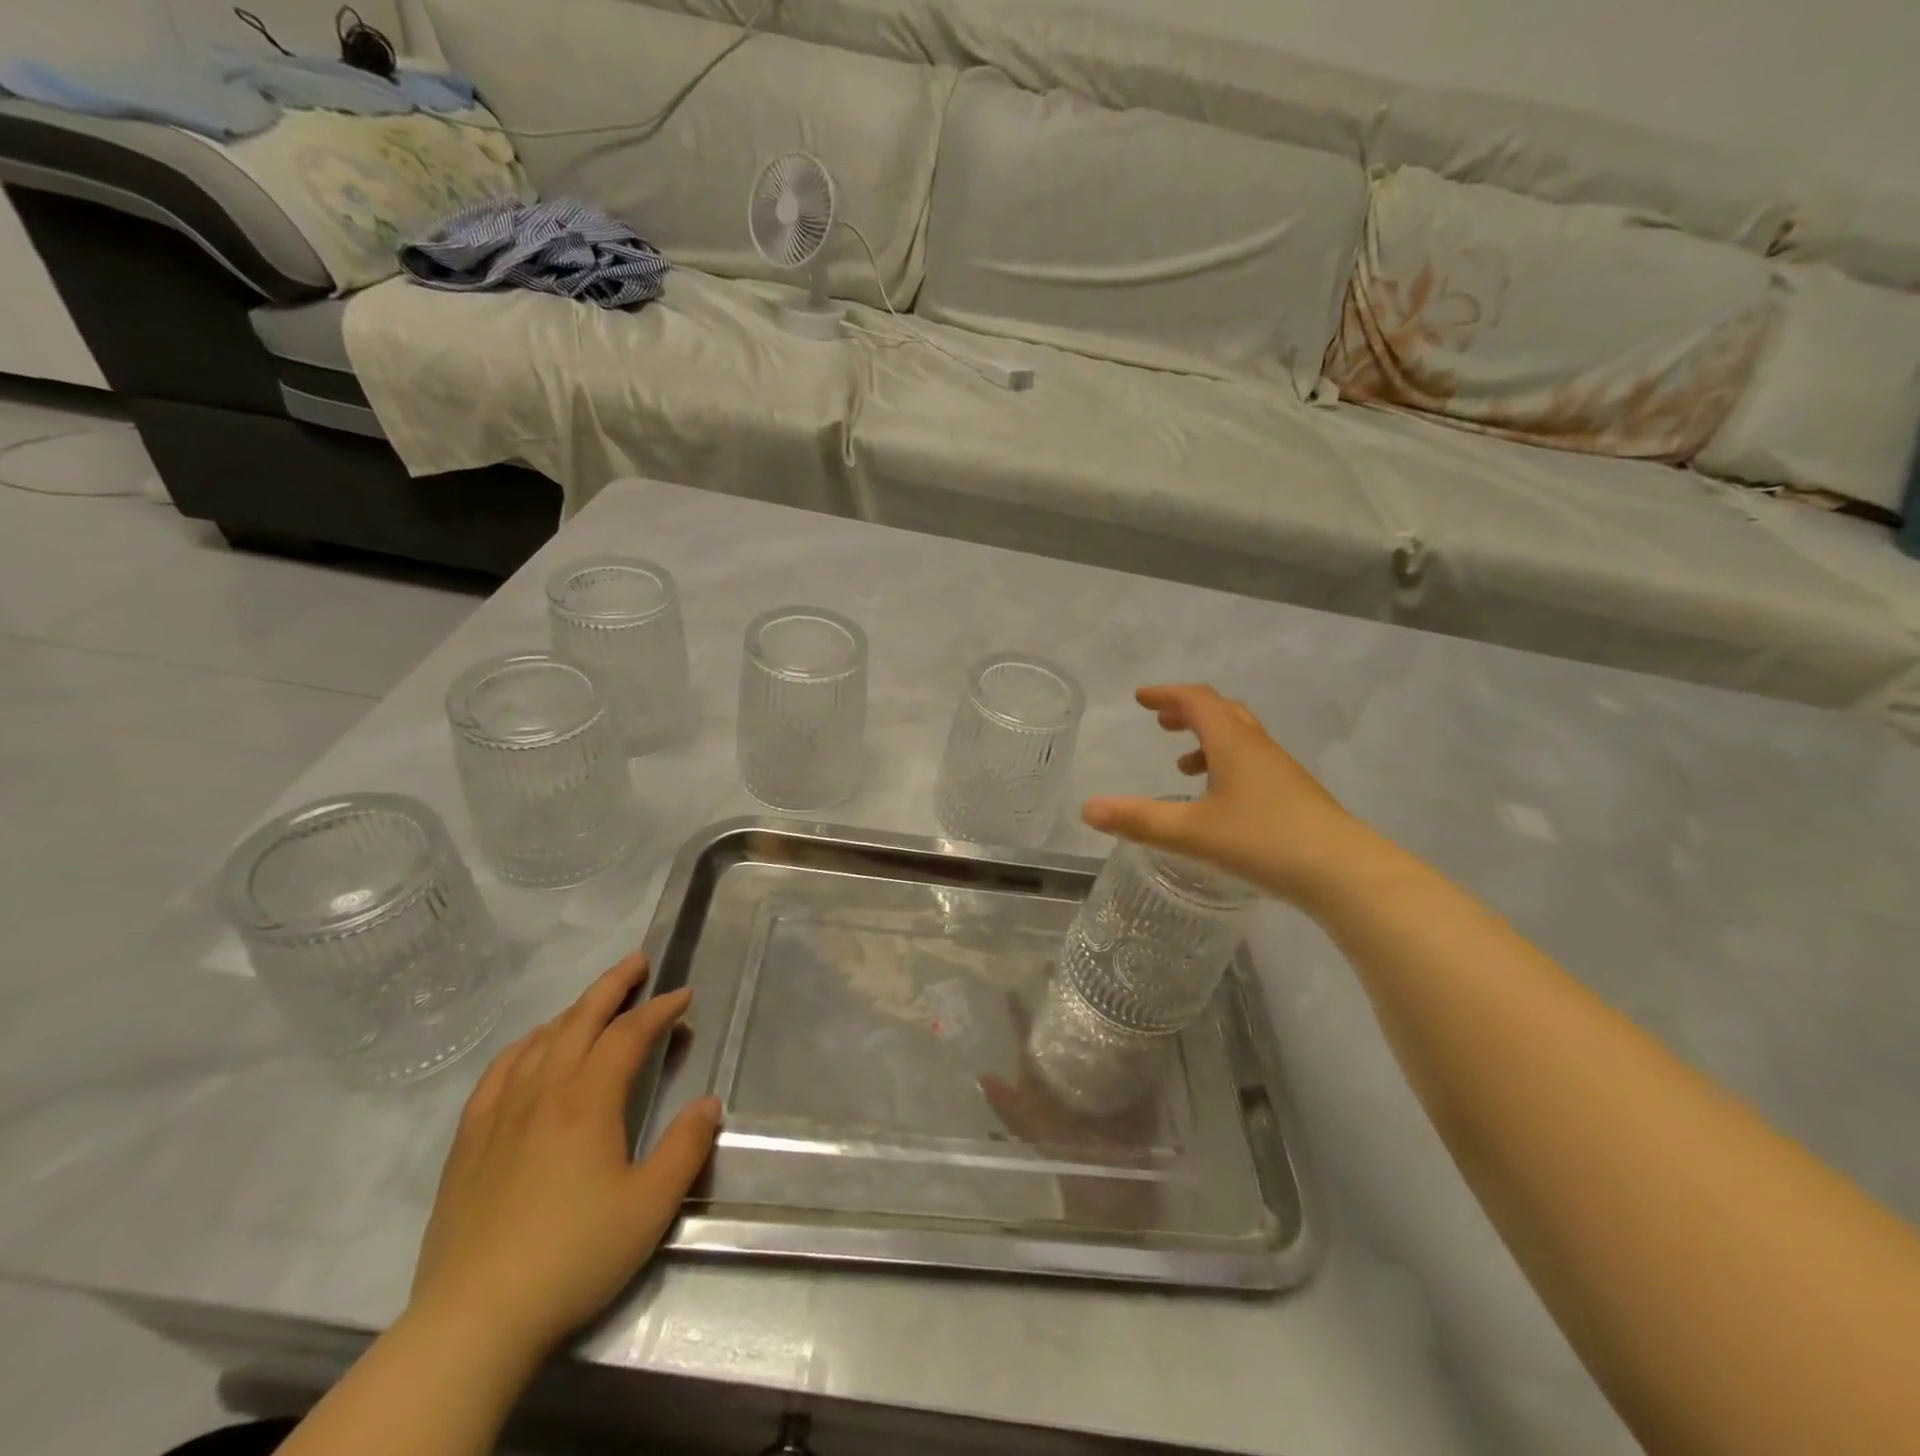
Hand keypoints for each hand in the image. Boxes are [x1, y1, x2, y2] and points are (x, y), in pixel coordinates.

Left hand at [409, 951, 720, 1361]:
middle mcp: (542, 1092)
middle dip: (613, 986)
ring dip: (573, 1011)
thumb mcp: (650, 1206)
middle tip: (638, 962)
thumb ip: (685, 1147)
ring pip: (539, 1041)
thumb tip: (708, 1102)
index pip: (629, 1035)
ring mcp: (499, 1115)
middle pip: (580, 1020)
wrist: (473, 1321)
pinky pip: (498, 1073)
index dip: (659, 1009)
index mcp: (587, 1101)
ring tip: (595, 1002)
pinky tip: (531, 1049)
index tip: (684, 996)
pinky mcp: (469, 1143)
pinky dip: (524, 1046)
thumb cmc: (573, 1256)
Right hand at [1080, 684, 1369, 906]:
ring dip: (1208, 741)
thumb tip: (1087, 809)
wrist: (1344, 873)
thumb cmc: (1264, 841)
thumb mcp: (1192, 832)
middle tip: (1161, 721)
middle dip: (1188, 712)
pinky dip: (1227, 767)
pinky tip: (1219, 803)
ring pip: (1241, 740)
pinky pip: (1253, 765)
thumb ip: (1139, 820)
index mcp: (1234, 744)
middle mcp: (1258, 749)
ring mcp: (1281, 772)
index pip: (1198, 701)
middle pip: (1223, 713)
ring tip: (1183, 766)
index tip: (1141, 697)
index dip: (1167, 694)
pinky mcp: (1294, 797)